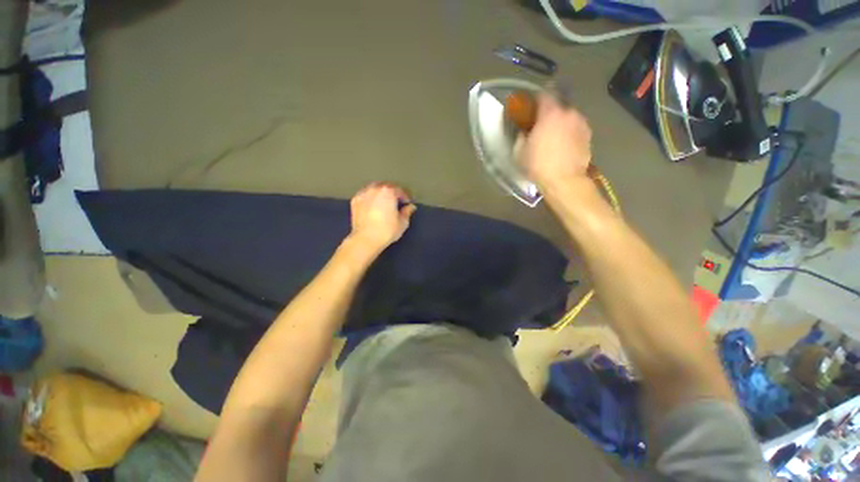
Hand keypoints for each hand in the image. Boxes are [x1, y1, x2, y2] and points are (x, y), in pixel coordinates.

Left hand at [348, 182, 415, 253]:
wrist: (365, 239)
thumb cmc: (387, 230)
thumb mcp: (402, 223)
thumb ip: (407, 212)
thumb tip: (410, 207)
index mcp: (389, 191)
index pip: (400, 190)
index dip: (406, 196)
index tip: (408, 203)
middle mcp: (375, 188)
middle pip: (387, 187)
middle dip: (393, 193)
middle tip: (397, 201)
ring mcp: (364, 193)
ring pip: (375, 189)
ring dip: (381, 193)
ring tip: (385, 202)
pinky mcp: (355, 200)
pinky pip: (366, 195)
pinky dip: (371, 198)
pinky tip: (374, 205)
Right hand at [520, 93, 591, 192]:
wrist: (564, 180)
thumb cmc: (538, 165)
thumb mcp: (519, 152)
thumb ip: (521, 137)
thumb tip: (524, 132)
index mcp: (550, 114)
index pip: (544, 94)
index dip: (537, 99)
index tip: (531, 107)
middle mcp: (569, 113)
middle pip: (558, 105)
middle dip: (550, 113)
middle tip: (542, 126)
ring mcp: (581, 124)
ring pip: (569, 117)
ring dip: (561, 123)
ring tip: (554, 138)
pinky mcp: (588, 136)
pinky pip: (576, 128)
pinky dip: (570, 133)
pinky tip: (564, 146)